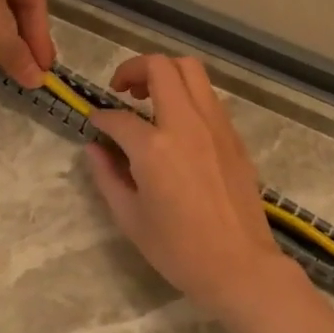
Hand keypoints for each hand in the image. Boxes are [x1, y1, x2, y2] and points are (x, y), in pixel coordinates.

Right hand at [83, 54, 286, 310]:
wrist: (239, 265)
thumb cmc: (178, 250)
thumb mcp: (130, 218)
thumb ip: (107, 176)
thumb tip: (94, 147)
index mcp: (154, 148)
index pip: (119, 117)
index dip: (101, 116)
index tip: (95, 122)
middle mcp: (186, 124)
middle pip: (161, 67)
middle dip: (134, 69)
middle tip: (122, 90)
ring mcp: (215, 126)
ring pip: (192, 71)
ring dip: (166, 74)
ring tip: (151, 98)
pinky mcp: (234, 136)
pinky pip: (209, 97)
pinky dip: (189, 95)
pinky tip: (179, 123)